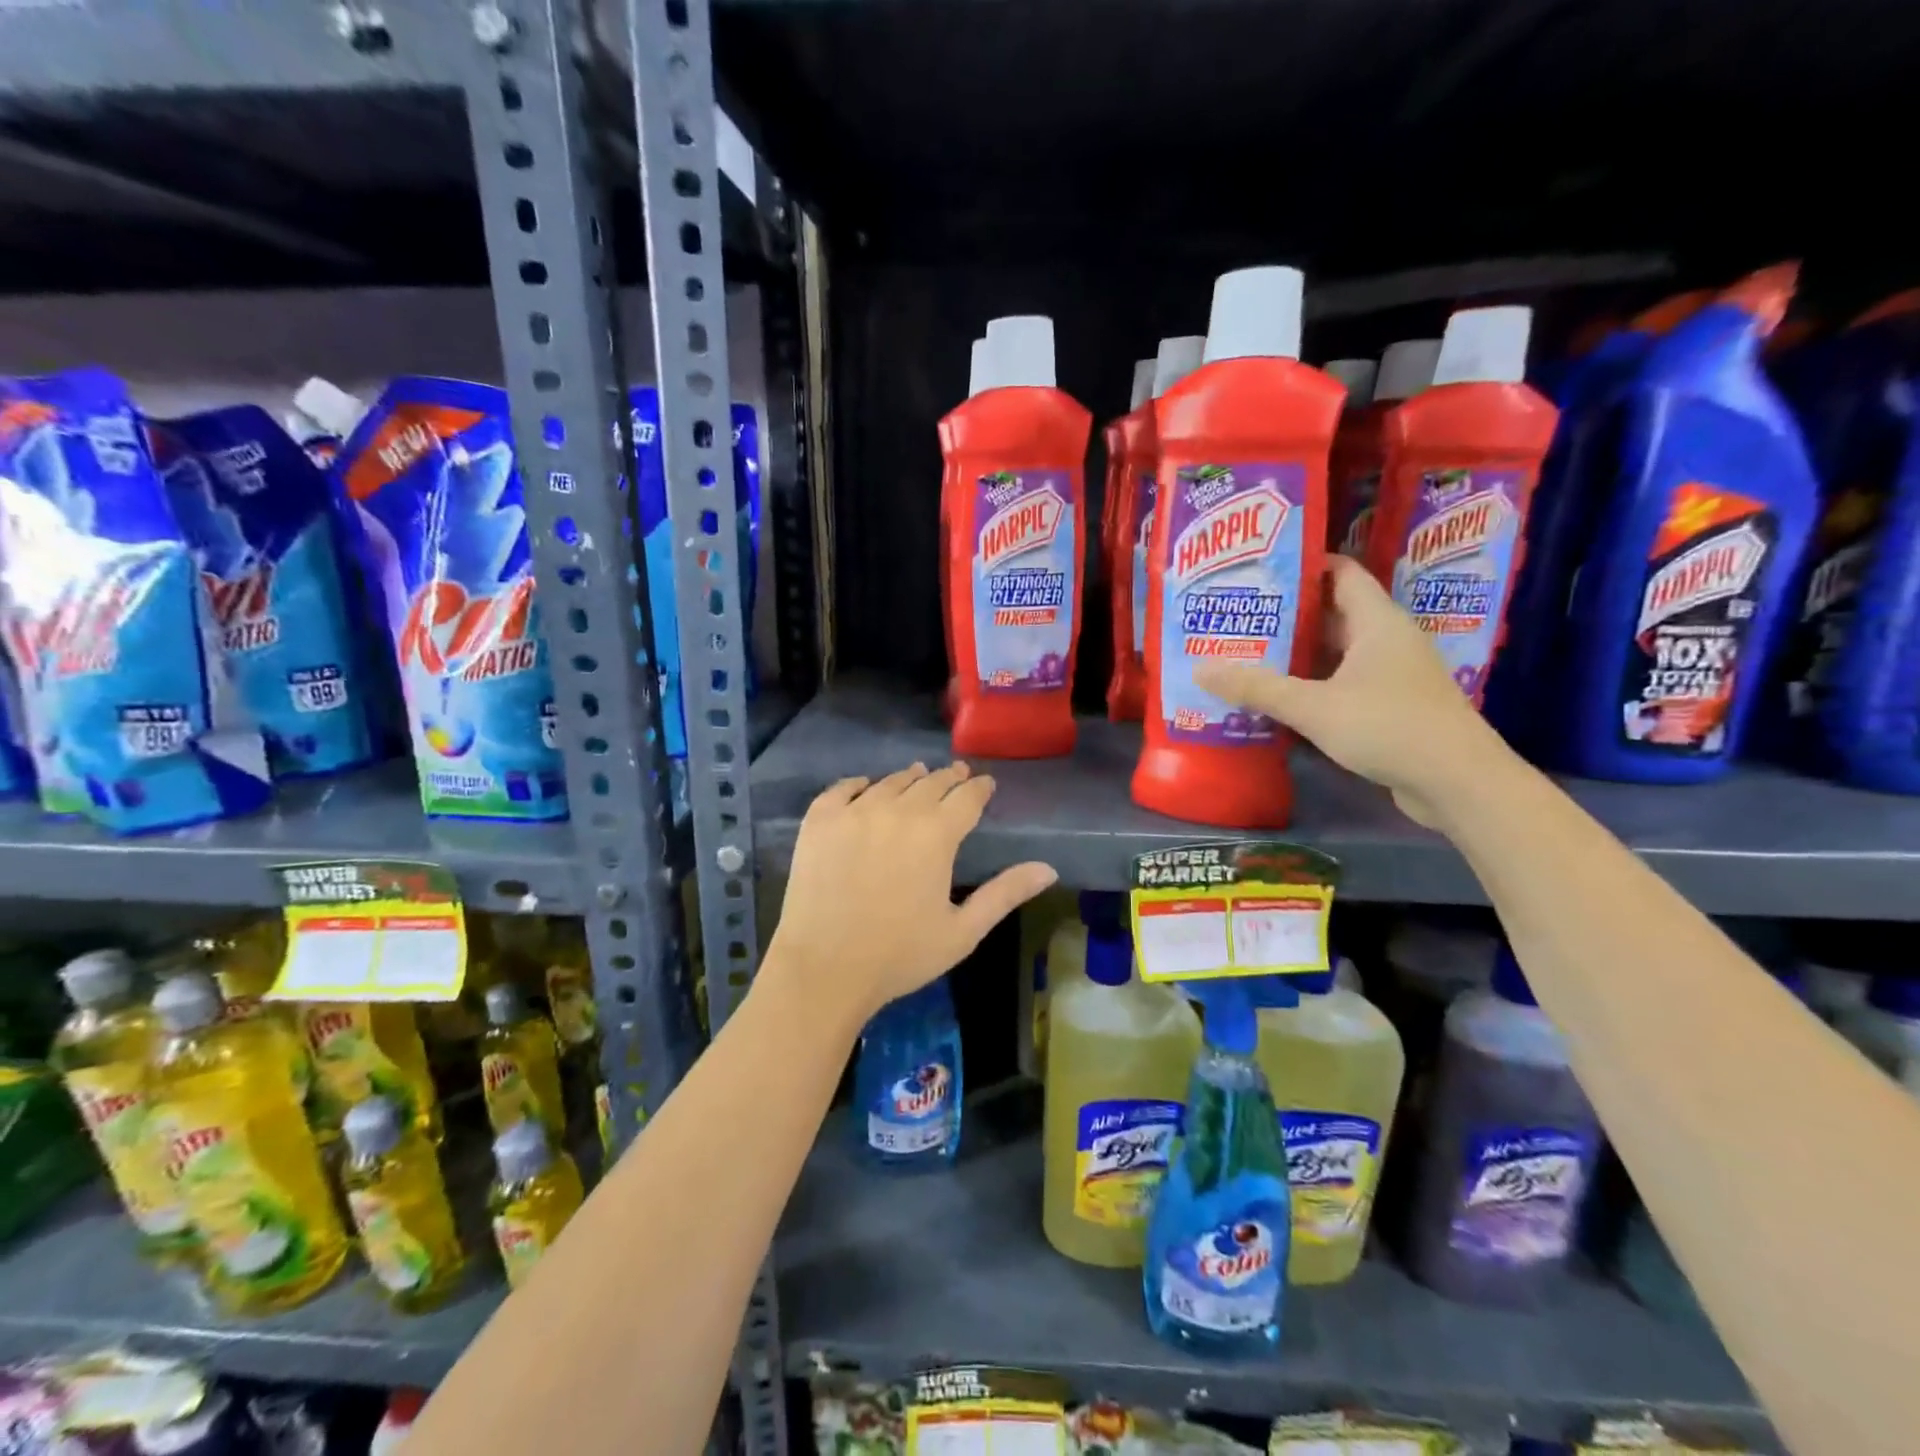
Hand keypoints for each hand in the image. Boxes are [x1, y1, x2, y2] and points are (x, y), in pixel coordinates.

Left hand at [763, 762, 1057, 1026]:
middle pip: (930, 782)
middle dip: (948, 778)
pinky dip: (860, 784)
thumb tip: (1048, 869)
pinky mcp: (819, 820)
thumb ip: (1005, 893)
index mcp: (936, 834)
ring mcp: (854, 812)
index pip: (967, 797)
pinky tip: (865, 786)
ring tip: (917, 776)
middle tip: (957, 775)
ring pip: (890, 782)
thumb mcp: (963, 931)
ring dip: (909, 778)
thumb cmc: (899, 955)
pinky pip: (843, 788)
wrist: (823, 970)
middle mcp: (897, 810)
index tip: (985, 784)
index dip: (979, 788)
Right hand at [1194, 555, 1508, 826]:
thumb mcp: (1313, 706)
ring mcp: (1392, 674)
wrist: (1457, 782)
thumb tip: (1201, 669)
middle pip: (1332, 614)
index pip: (1340, 574)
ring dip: (1297, 654)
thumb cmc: (1388, 726)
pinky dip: (1313, 685)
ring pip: (1336, 653)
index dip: (1302, 566)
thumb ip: (1258, 688)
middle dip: (1286, 615)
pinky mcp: (1392, 706)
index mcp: (1377, 621)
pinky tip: (1279, 698)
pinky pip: (1343, 683)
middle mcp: (1387, 640)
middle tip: (1238, 616)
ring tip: (1247, 654)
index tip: (1257, 570)